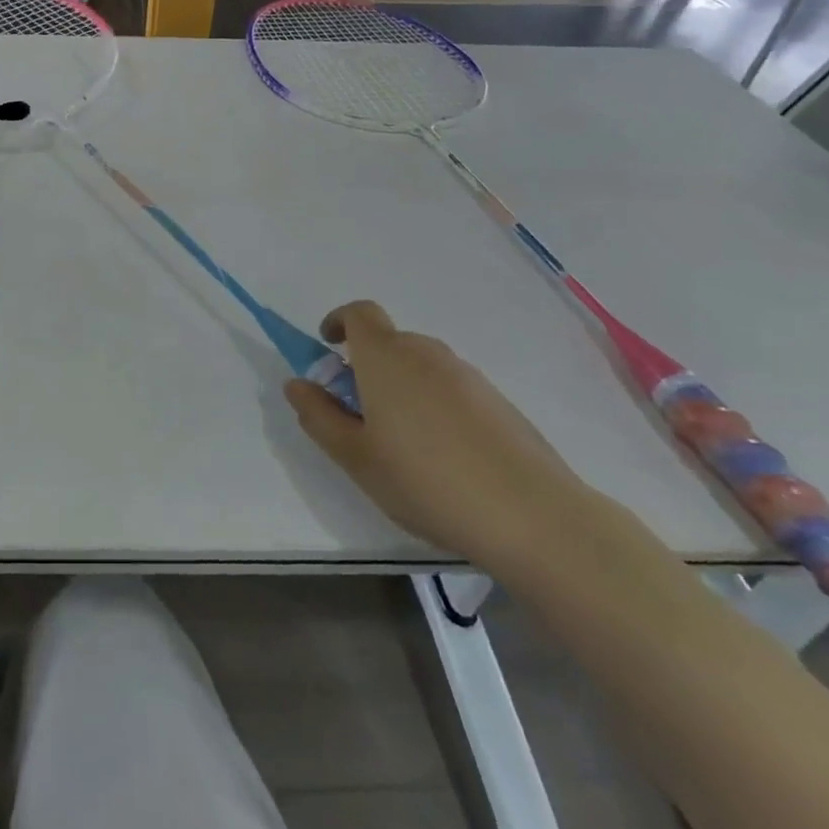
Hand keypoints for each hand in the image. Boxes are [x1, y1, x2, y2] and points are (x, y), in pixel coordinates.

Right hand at [284, 302, 595, 571]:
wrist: (531, 515)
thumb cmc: (425, 481)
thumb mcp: (355, 457)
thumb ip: (319, 416)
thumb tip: (297, 384)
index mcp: (386, 358)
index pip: (358, 313)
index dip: (338, 323)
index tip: (328, 350)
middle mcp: (426, 353)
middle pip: (387, 342)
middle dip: (366, 367)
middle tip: (358, 418)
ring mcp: (467, 376)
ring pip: (419, 368)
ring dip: (399, 389)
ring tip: (401, 447)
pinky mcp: (497, 402)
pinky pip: (450, 389)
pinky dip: (433, 406)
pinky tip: (442, 459)